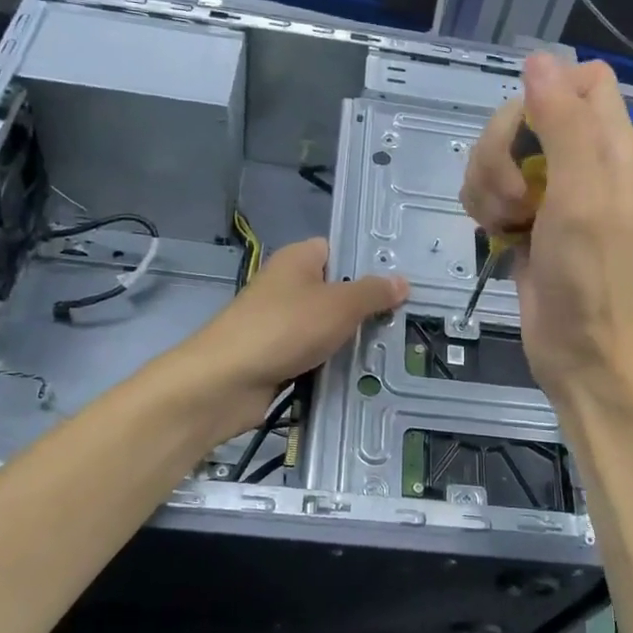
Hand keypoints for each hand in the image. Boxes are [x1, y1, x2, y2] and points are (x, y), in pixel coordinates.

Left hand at [184, 237, 406, 430]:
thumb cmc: (285, 328)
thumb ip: (373, 292)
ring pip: (326, 327)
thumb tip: (401, 281)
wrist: (227, 381)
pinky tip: (362, 375)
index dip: (367, 264)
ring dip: (350, 340)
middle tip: (405, 320)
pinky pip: (314, 354)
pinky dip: (332, 363)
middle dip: (366, 308)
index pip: (339, 250)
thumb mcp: (339, 305)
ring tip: (392, 349)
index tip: (401, 282)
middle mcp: (287, 285)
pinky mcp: (276, 356)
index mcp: (298, 259)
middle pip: (336, 291)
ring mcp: (280, 322)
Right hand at [461, 55, 632, 401]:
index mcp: (610, 146)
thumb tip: (539, 59)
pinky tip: (496, 234)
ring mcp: (548, 190)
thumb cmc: (588, 277)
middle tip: (514, 196)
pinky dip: (482, 207)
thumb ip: (562, 124)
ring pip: (496, 151)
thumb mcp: (580, 195)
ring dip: (486, 183)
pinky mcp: (521, 217)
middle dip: (502, 150)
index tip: (529, 130)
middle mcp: (581, 160)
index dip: (550, 92)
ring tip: (506, 222)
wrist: (577, 351)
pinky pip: (485, 187)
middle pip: (524, 113)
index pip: (585, 79)